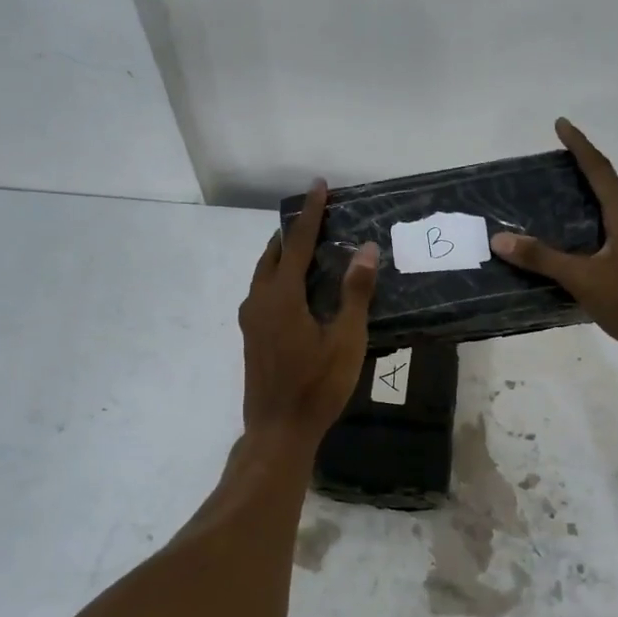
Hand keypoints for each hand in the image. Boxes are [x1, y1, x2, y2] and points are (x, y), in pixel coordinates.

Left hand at [239, 180, 379, 443]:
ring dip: (284, 254)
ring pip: (264, 273)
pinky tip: (297, 288)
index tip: (319, 186)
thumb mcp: (345, 340)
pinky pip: (263, 291)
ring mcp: (250, 319)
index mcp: (281, 296)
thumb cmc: (317, 386)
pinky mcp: (251, 335)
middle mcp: (259, 300)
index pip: (297, 243)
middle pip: (274, 254)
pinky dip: (279, 276)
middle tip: (318, 217)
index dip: (311, 213)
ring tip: (308, 247)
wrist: (278, 430)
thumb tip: (367, 249)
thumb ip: (355, 293)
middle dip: (294, 231)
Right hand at [492, 118, 617, 368]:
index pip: (599, 170)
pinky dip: (580, 231)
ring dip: (579, 201)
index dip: (579, 145)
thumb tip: (500, 238)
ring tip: (547, 200)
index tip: (561, 124)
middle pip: (603, 187)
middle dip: (578, 170)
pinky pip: (601, 236)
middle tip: (547, 164)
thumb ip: (542, 258)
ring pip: (603, 213)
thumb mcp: (583, 279)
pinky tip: (561, 246)